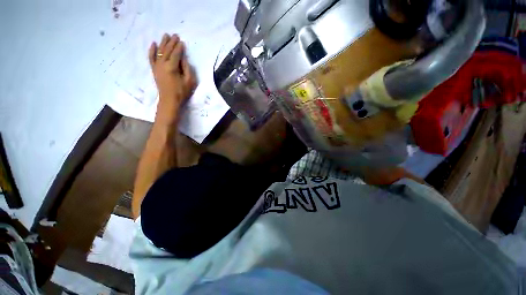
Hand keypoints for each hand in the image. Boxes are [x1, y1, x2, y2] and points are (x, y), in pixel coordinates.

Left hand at [149, 33, 196, 124]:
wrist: (169, 100)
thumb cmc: (182, 92)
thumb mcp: (189, 81)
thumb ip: (187, 68)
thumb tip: (183, 59)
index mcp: (172, 67)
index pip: (176, 54)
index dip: (179, 47)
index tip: (182, 41)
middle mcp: (162, 64)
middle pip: (167, 50)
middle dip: (171, 42)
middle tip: (174, 35)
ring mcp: (156, 66)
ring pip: (159, 51)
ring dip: (162, 43)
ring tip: (165, 35)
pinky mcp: (154, 70)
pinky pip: (151, 57)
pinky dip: (151, 50)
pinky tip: (153, 43)